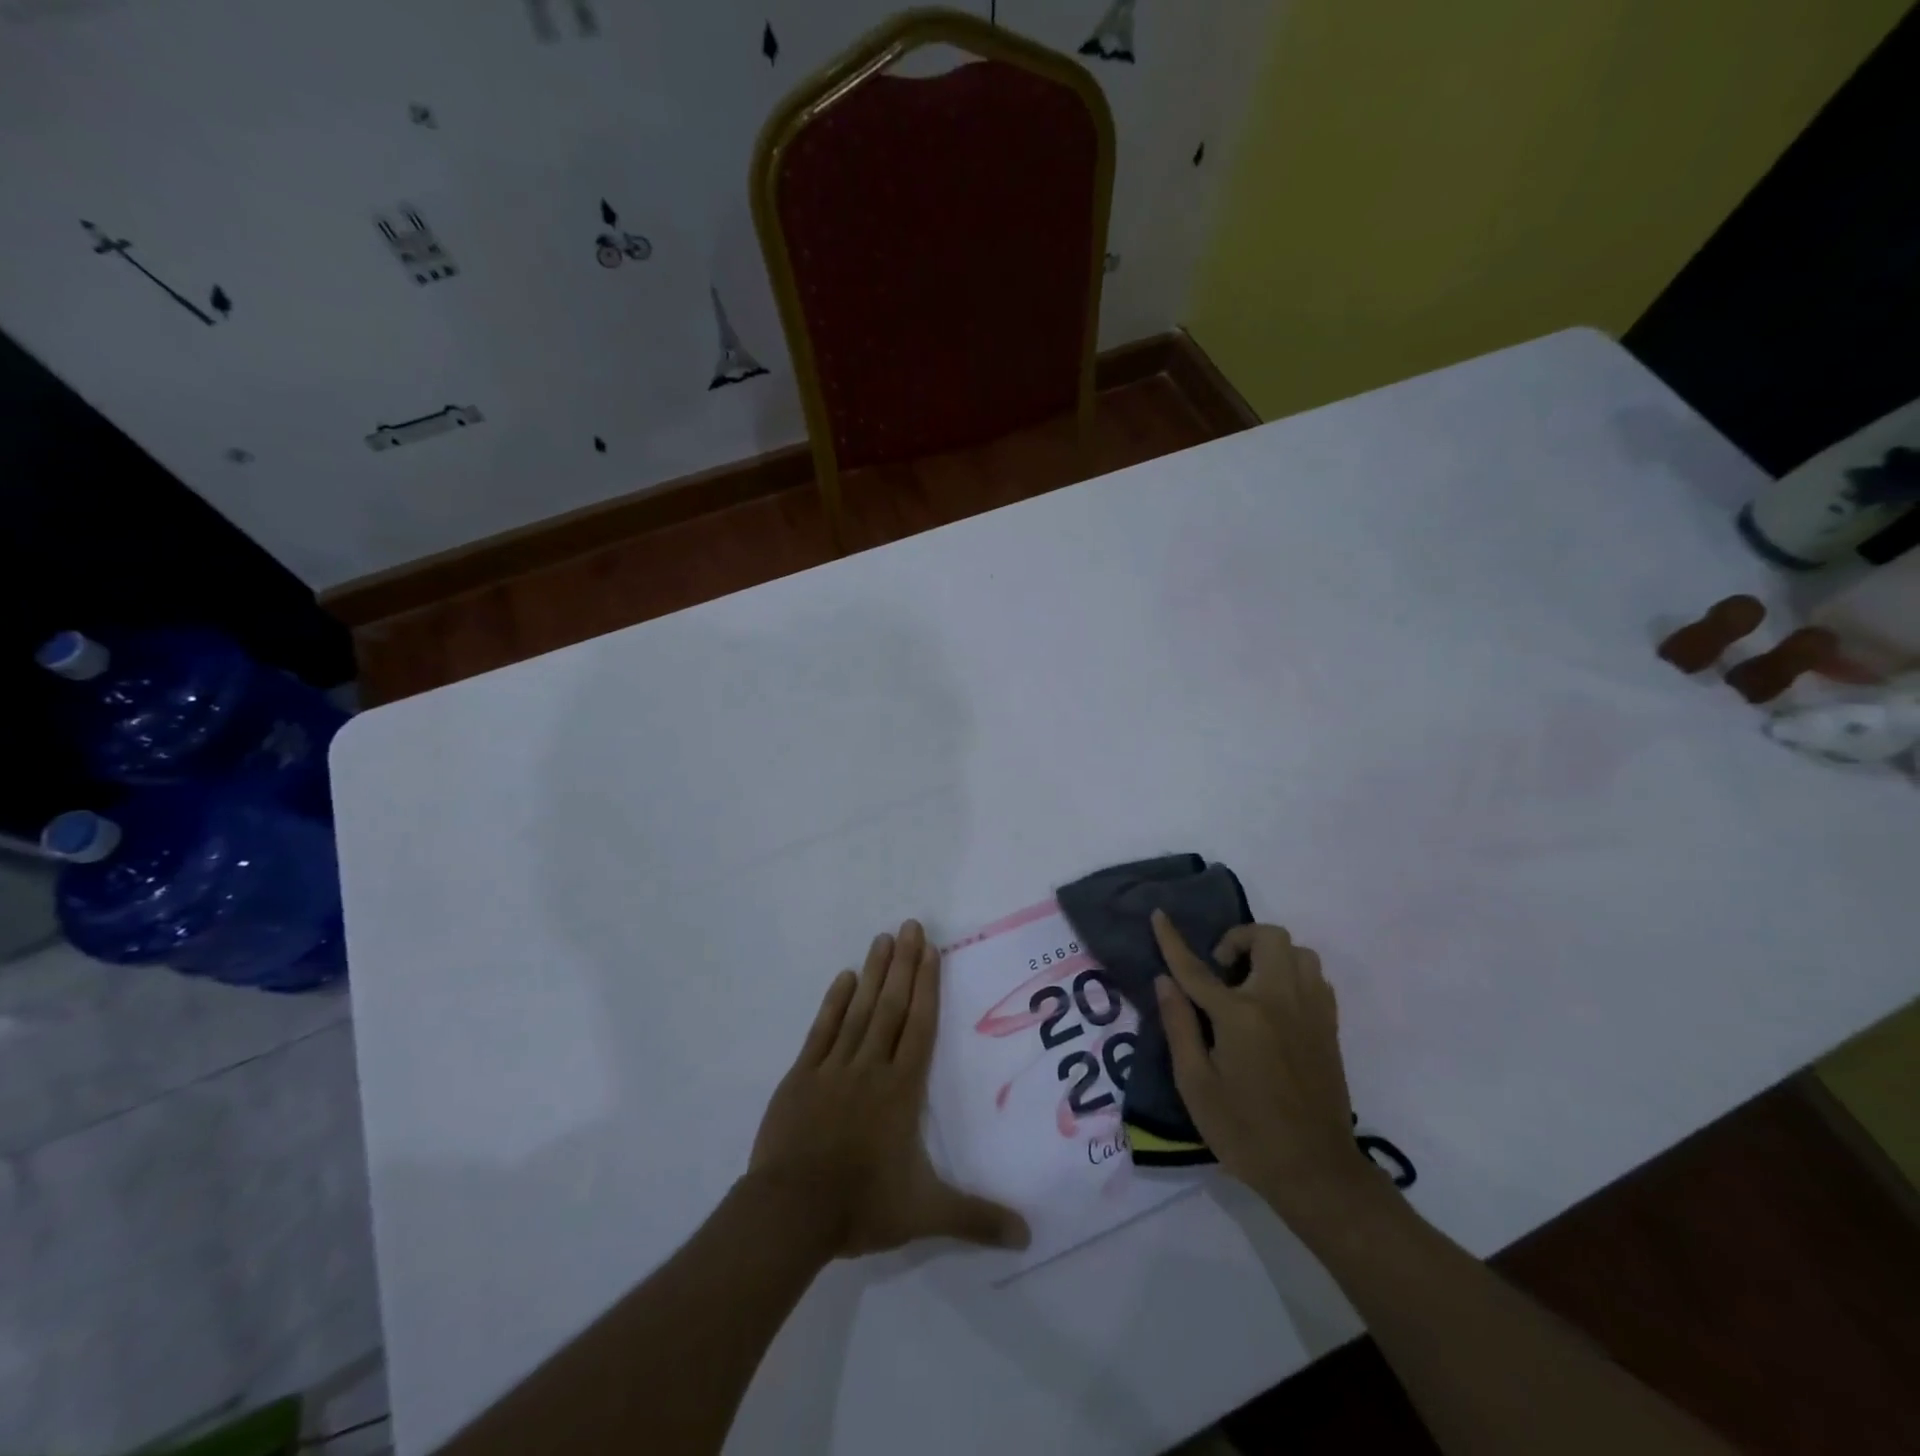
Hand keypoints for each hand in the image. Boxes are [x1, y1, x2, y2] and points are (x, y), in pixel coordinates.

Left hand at [750, 920, 1030, 1257]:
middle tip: (910, 925)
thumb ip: (976, 1219)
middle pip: (891, 1006)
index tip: (930, 950)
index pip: (920, 1026)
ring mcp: (834, 1067)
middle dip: (903, 964)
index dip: (927, 986)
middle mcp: (871, 1067)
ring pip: (859, 1010)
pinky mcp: (802, 1075)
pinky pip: (822, 1030)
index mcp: (901, 1089)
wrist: (791, 1212)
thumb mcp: (926, 1215)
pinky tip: (843, 978)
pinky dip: (834, 1002)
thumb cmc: (862, 1205)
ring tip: (882, 938)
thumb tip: (1027, 1236)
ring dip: (873, 973)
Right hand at [1151, 910, 1375, 1221]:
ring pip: (1298, 952)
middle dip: (1238, 939)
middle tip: (1221, 971)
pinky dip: (1293, 975)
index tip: (1159, 915)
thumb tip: (1164, 981)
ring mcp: (1311, 1011)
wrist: (1315, 1171)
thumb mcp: (1196, 1084)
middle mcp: (1280, 1001)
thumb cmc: (1245, 1132)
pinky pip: (1315, 977)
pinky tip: (1276, 1004)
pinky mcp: (1329, 1026)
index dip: (1173, 940)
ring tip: (1250, 984)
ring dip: (1270, 955)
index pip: (1197, 968)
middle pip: (1267, 938)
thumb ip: (1179, 1025)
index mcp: (1240, 1016)